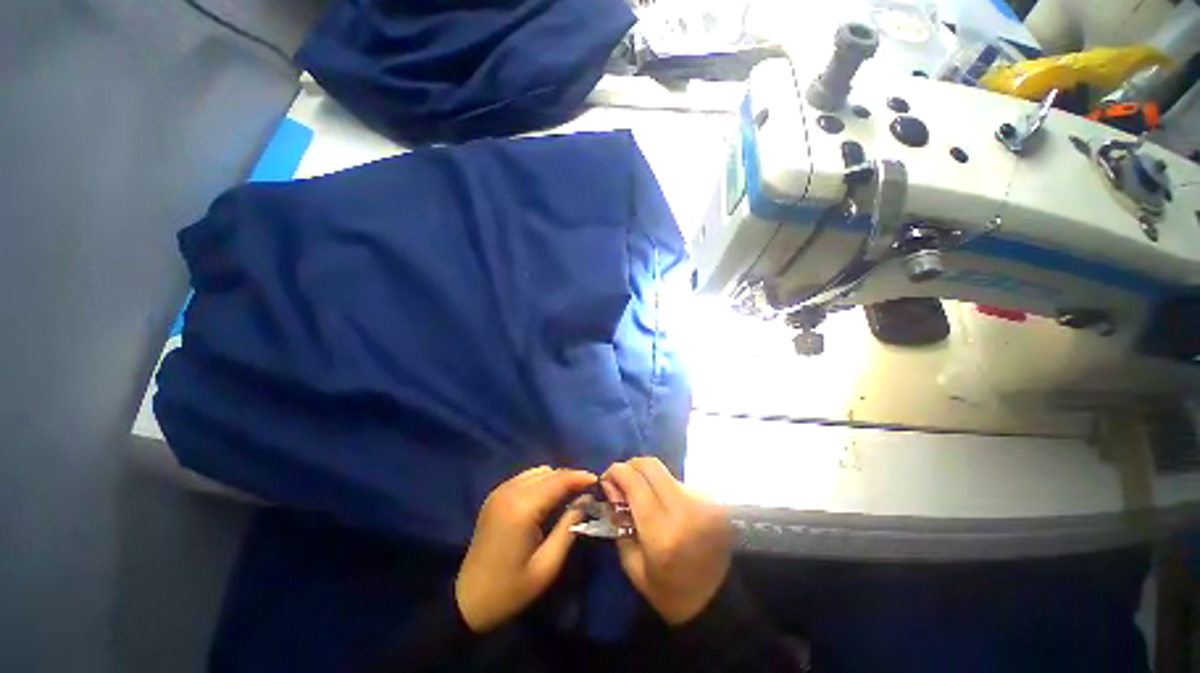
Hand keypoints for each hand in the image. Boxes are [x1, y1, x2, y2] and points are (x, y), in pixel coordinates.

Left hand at [455, 466, 595, 632]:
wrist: (467, 600)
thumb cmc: (510, 589)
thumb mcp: (546, 566)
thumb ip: (568, 529)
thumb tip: (584, 503)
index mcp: (522, 509)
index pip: (558, 481)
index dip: (579, 477)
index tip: (597, 480)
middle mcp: (510, 492)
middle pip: (548, 472)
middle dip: (569, 478)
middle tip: (585, 492)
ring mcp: (500, 491)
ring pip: (537, 471)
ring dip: (555, 479)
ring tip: (568, 495)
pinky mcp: (495, 495)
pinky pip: (525, 478)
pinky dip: (540, 482)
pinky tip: (547, 499)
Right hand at [603, 457, 731, 625]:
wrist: (720, 603)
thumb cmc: (670, 593)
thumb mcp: (633, 566)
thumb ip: (618, 521)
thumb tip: (611, 486)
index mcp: (662, 532)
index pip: (634, 481)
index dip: (616, 472)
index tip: (606, 479)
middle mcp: (684, 508)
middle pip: (650, 465)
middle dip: (630, 467)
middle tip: (622, 481)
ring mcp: (703, 501)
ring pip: (665, 472)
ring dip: (648, 477)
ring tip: (642, 495)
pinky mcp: (713, 500)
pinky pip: (679, 482)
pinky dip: (664, 486)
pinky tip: (662, 503)